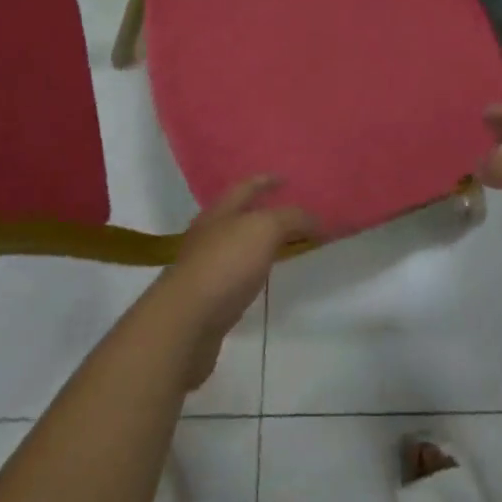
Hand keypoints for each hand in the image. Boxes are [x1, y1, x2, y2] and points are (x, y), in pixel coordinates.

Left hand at [148, 176, 317, 388]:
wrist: (185, 322)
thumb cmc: (225, 263)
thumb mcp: (265, 229)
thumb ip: (292, 219)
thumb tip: (316, 219)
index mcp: (220, 211)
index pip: (247, 187)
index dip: (267, 180)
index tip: (286, 179)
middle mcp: (210, 234)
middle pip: (239, 215)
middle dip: (263, 212)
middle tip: (292, 214)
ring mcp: (206, 266)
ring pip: (238, 246)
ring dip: (259, 243)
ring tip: (284, 245)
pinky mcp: (207, 298)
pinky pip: (236, 274)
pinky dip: (252, 270)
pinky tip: (263, 278)